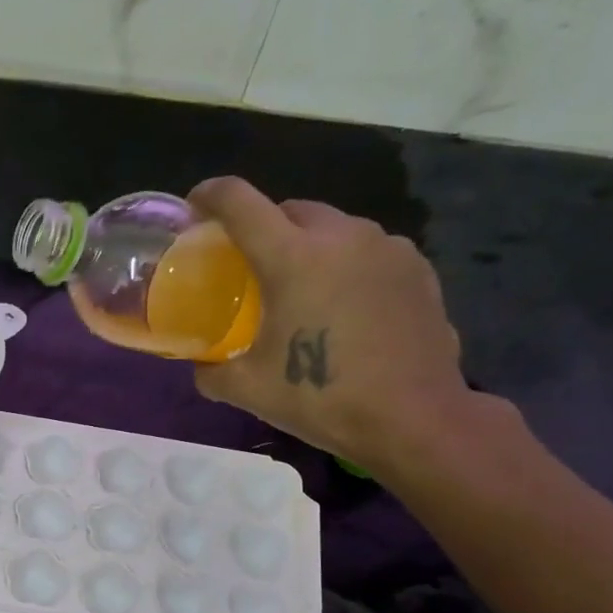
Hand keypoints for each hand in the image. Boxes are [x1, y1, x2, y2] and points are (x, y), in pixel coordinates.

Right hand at [188, 178, 474, 472]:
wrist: (413, 417)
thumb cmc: (322, 397)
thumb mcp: (248, 390)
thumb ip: (211, 371)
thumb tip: (201, 365)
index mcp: (293, 257)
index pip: (241, 202)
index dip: (210, 196)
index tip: (195, 206)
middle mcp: (342, 237)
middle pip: (290, 209)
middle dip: (264, 225)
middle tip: (249, 262)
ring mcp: (387, 248)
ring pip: (334, 227)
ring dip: (309, 244)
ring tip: (301, 285)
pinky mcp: (417, 268)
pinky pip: (368, 251)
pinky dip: (346, 265)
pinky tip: (343, 304)